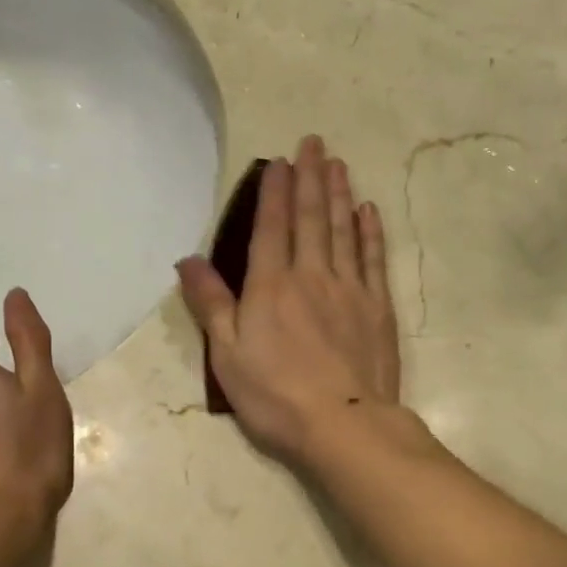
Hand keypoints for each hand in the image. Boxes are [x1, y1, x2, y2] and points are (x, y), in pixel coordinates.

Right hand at [178, 134, 400, 463]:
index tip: (280, 161)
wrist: (343, 424)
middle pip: (311, 218)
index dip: (274, 192)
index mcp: (270, 286)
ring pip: (344, 231)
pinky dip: (370, 232)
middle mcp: (311, 276)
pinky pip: (374, 260)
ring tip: (338, 164)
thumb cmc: (275, 396)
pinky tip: (368, 211)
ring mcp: (350, 289)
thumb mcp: (227, 355)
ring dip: (339, 194)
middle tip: (314, 143)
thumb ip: (211, 304)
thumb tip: (188, 259)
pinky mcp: (378, 308)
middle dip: (310, 177)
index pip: (271, 227)